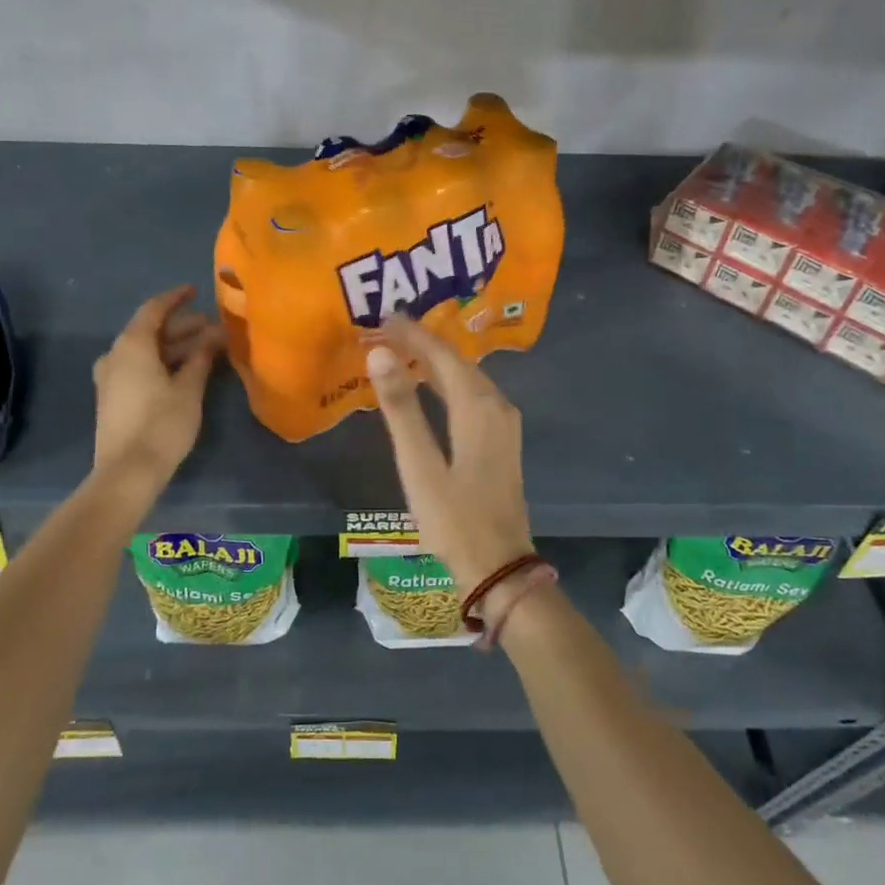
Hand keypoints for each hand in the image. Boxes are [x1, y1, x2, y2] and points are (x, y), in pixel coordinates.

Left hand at [92, 286, 224, 486]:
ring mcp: (110, 378)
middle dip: (182, 327)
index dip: (176, 298)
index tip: (196, 290)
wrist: (127, 472)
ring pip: (145, 351)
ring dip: (174, 347)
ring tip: (206, 350)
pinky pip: (139, 367)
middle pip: (150, 331)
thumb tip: (215, 335)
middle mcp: (116, 355)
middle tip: (213, 328)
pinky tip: (185, 371)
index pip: (154, 309)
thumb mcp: (189, 388)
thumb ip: (201, 357)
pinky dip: (162, 363)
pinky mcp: (113, 398)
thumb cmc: (162, 424)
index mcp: (132, 345)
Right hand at [364, 315, 534, 594]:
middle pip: (458, 361)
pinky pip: (474, 394)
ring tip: (403, 349)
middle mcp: (497, 406)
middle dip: (423, 342)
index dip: (413, 333)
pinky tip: (431, 385)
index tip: (383, 316)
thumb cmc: (454, 519)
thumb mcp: (419, 465)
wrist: (499, 567)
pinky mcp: (503, 440)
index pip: (442, 354)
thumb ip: (400, 408)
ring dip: (436, 360)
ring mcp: (505, 423)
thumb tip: (380, 352)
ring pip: (468, 377)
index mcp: (477, 406)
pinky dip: (448, 381)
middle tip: (386, 329)